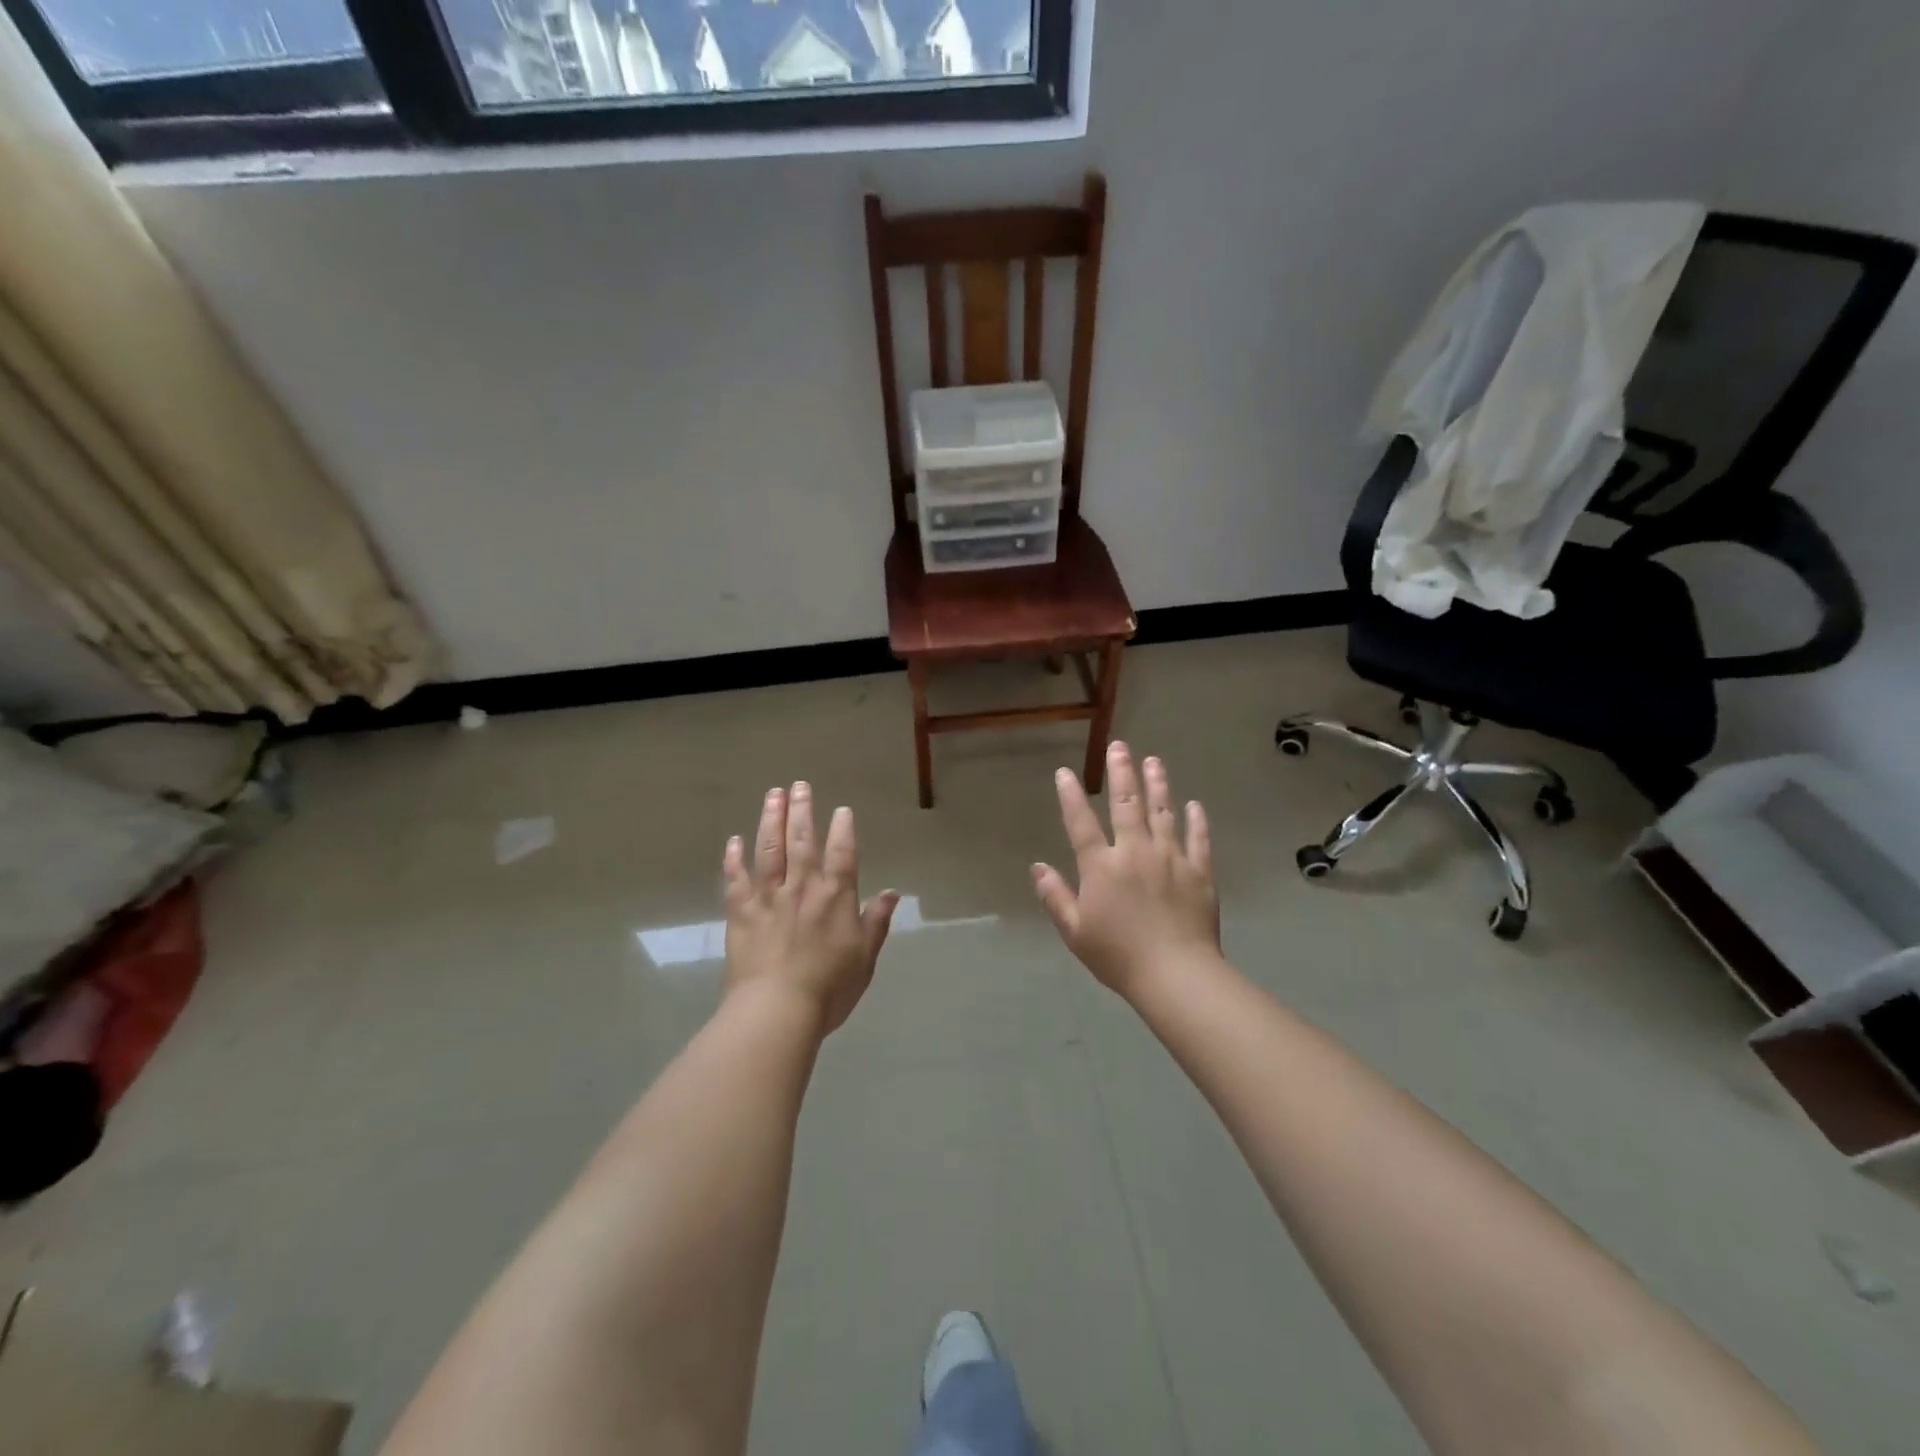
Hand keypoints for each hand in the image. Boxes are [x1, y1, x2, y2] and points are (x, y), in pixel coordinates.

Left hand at [723, 782, 899, 1033]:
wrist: (776, 1011)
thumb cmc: (829, 988)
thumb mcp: (865, 957)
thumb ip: (876, 921)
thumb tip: (892, 892)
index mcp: (835, 897)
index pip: (842, 853)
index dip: (843, 829)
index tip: (841, 809)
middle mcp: (802, 888)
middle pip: (802, 840)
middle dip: (801, 810)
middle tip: (798, 785)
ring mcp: (768, 898)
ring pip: (769, 849)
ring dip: (770, 820)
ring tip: (772, 795)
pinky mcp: (741, 914)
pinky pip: (736, 880)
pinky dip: (734, 859)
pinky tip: (733, 841)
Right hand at [1033, 744, 1220, 1001]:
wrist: (1175, 974)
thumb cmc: (1118, 955)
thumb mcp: (1075, 931)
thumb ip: (1055, 897)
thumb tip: (1037, 867)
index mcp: (1102, 867)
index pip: (1081, 823)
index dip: (1070, 796)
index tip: (1065, 772)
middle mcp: (1135, 852)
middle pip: (1127, 805)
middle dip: (1122, 773)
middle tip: (1120, 747)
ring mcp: (1170, 859)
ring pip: (1163, 813)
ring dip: (1158, 784)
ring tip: (1154, 761)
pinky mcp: (1199, 872)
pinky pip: (1198, 840)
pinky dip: (1196, 821)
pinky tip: (1194, 805)